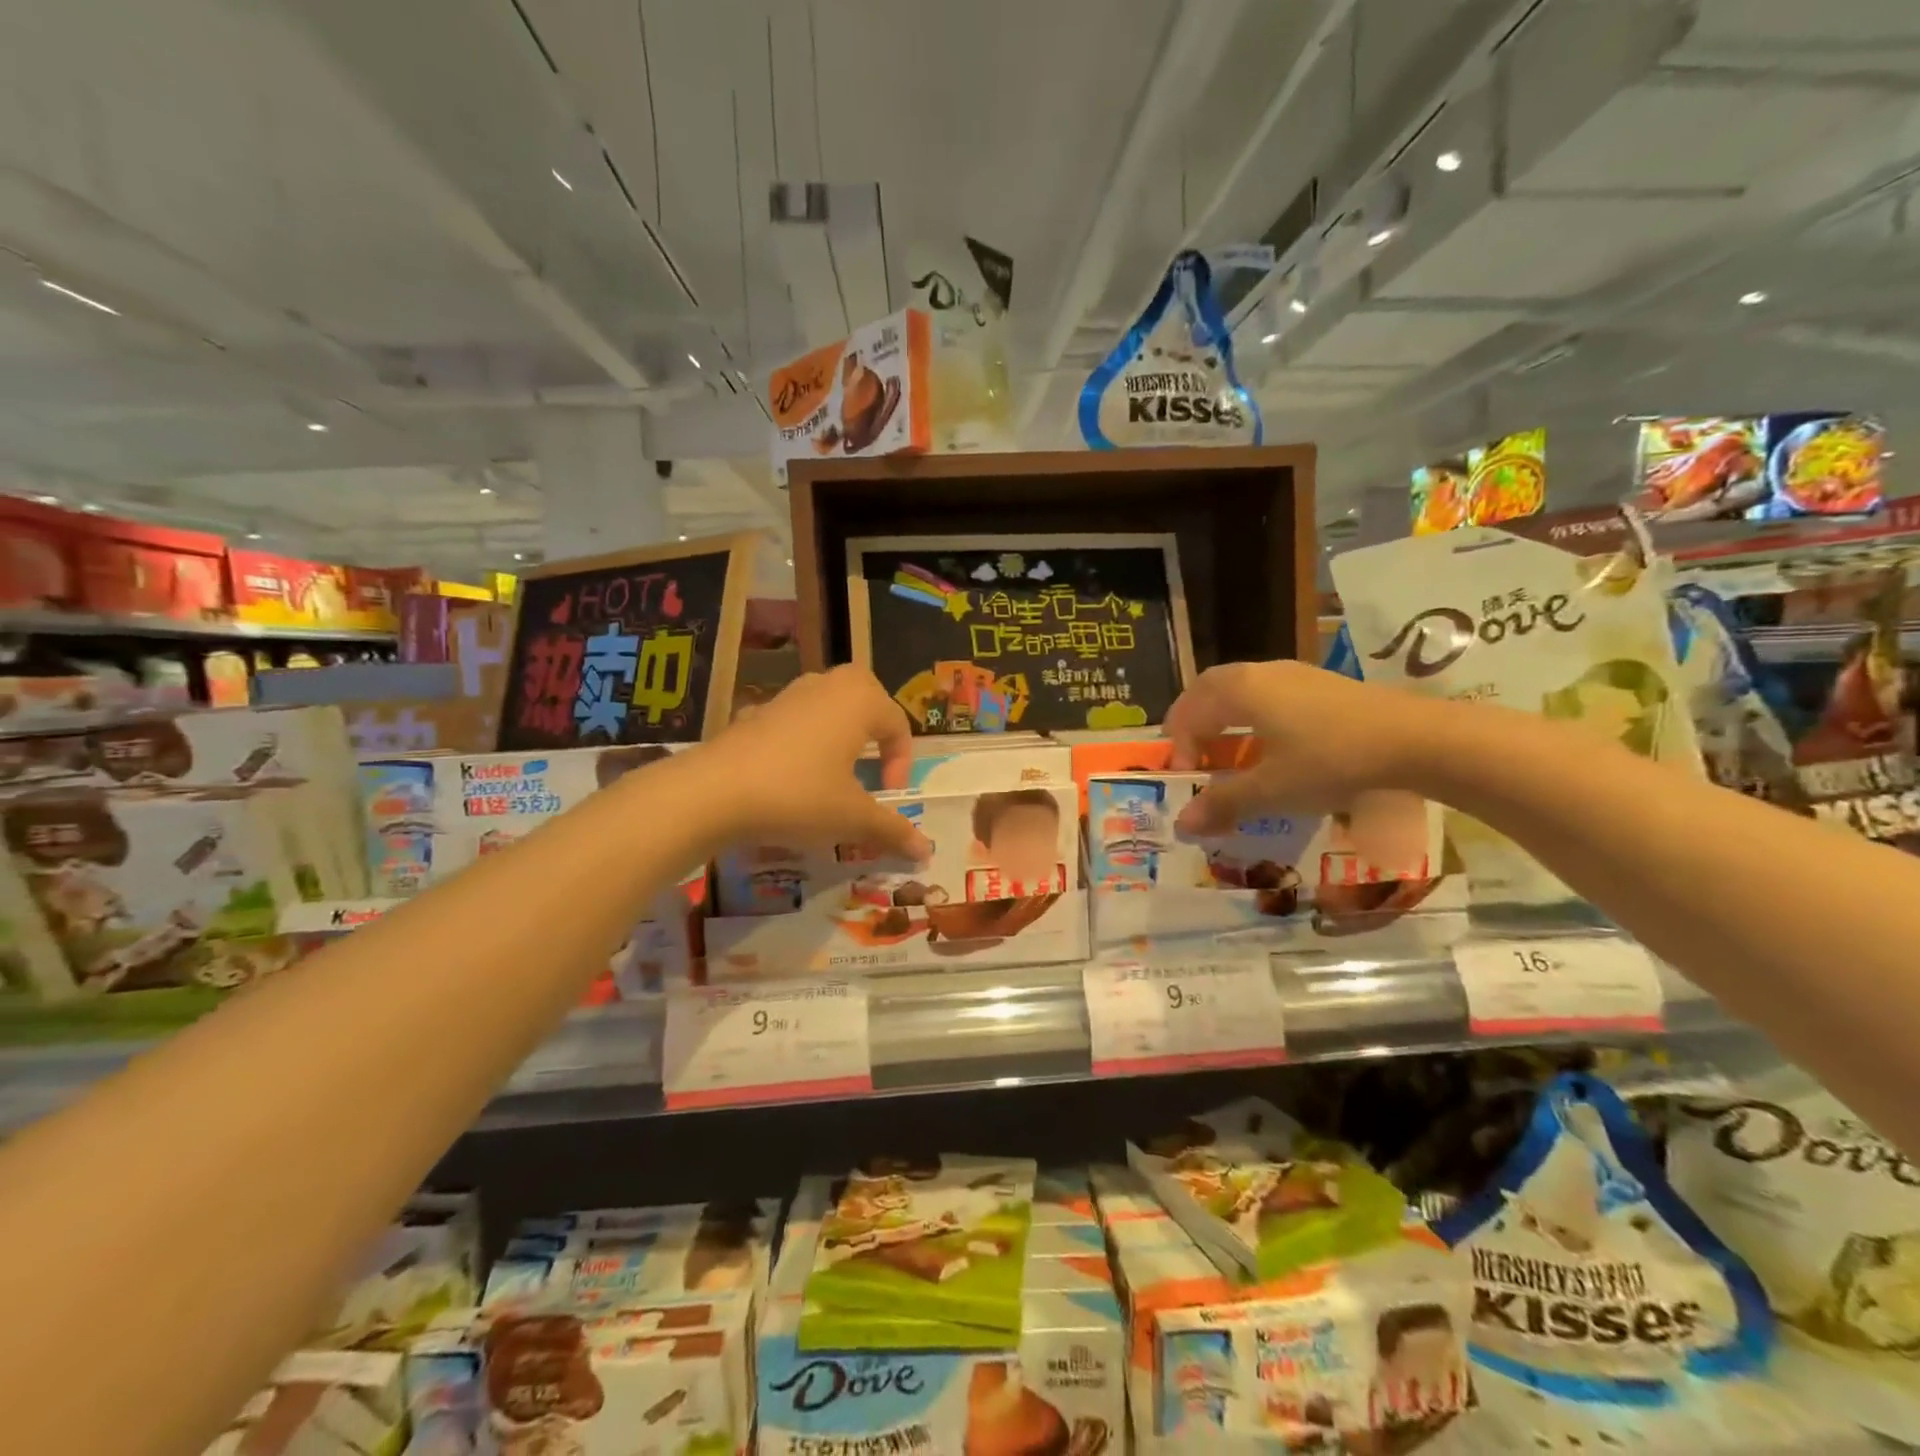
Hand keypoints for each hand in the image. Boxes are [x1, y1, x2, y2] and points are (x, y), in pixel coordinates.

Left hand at [701, 666, 930, 858]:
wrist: (714, 792)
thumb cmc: (799, 796)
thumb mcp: (852, 818)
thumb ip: (892, 830)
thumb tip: (927, 852)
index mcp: (859, 700)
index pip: (897, 724)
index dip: (901, 762)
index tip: (889, 795)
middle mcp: (826, 686)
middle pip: (864, 700)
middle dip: (873, 733)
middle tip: (870, 769)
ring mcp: (786, 695)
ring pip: (826, 707)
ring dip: (837, 735)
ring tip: (832, 773)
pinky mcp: (754, 713)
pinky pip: (791, 722)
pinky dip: (800, 742)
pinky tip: (788, 775)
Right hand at [1163, 660, 1435, 834]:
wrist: (1417, 740)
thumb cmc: (1331, 761)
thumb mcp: (1272, 790)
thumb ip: (1223, 803)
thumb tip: (1181, 824)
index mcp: (1240, 690)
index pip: (1190, 711)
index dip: (1179, 745)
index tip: (1186, 778)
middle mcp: (1262, 673)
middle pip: (1211, 689)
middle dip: (1194, 722)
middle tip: (1192, 756)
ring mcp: (1296, 674)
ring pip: (1242, 690)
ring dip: (1226, 719)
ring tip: (1229, 754)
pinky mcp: (1323, 686)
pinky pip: (1270, 695)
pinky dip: (1255, 717)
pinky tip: (1273, 747)